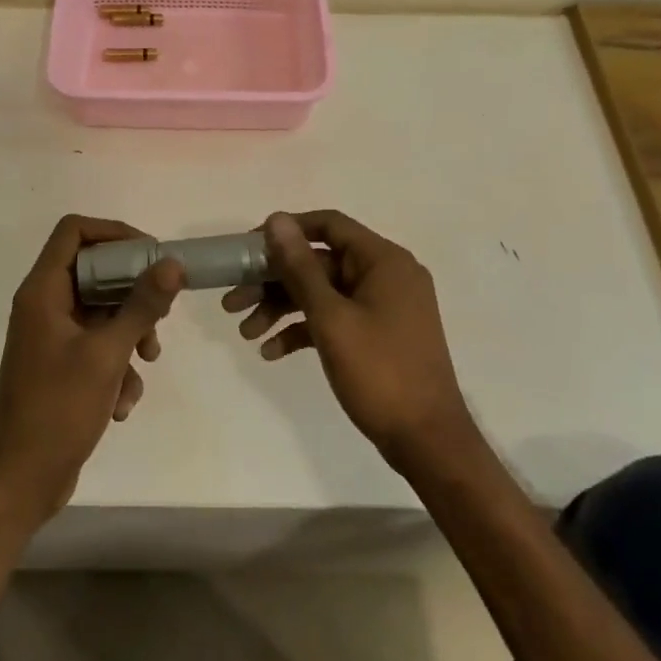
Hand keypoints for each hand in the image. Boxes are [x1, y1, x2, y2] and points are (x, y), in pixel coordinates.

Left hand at [0, 215, 183, 526]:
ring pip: (103, 313)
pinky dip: (117, 367)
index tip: (151, 253)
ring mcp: (52, 338)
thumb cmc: (58, 409)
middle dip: (133, 293)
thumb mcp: (107, 353)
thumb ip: (141, 305)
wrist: (21, 480)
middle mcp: (45, 306)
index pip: (74, 231)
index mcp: (43, 292)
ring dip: (131, 334)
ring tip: (147, 360)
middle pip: (96, 272)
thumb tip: (172, 263)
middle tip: (161, 311)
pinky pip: (98, 347)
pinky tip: (123, 402)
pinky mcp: (62, 366)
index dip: (114, 233)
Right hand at [223, 211, 474, 469]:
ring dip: (282, 309)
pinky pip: (335, 319)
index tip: (248, 249)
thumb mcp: (331, 318)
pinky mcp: (378, 334)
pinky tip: (271, 352)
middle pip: (319, 263)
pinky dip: (304, 330)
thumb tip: (277, 220)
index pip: (328, 225)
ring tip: (245, 334)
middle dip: (274, 282)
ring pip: (322, 294)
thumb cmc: (380, 371)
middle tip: (233, 303)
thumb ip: (300, 267)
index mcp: (383, 260)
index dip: (286, 231)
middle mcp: (386, 275)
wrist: (427, 441)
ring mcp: (384, 306)